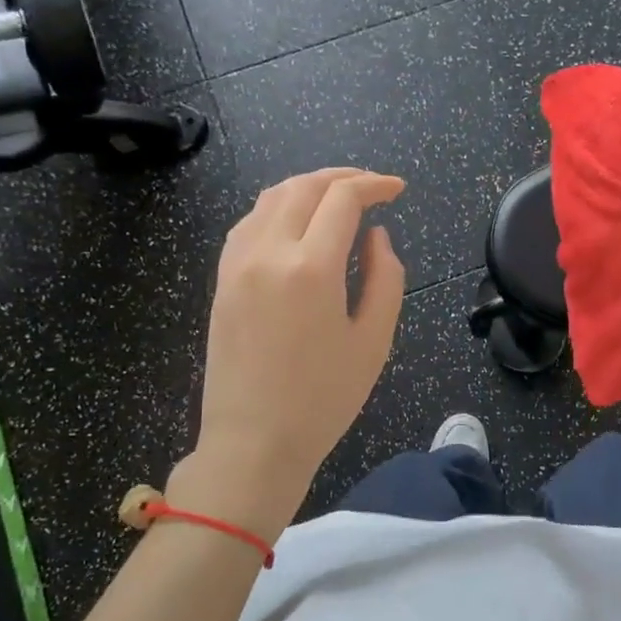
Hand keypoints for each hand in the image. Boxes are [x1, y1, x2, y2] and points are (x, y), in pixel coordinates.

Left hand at [180, 168, 405, 525]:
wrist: (253, 442)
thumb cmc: (323, 399)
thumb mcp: (374, 341)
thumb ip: (385, 278)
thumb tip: (375, 236)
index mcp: (311, 268)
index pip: (343, 199)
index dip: (375, 185)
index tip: (398, 190)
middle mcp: (268, 252)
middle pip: (304, 186)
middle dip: (343, 178)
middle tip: (373, 187)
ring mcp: (237, 263)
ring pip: (271, 197)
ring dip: (309, 187)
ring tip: (338, 198)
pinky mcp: (222, 279)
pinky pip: (250, 222)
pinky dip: (279, 207)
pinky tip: (297, 223)